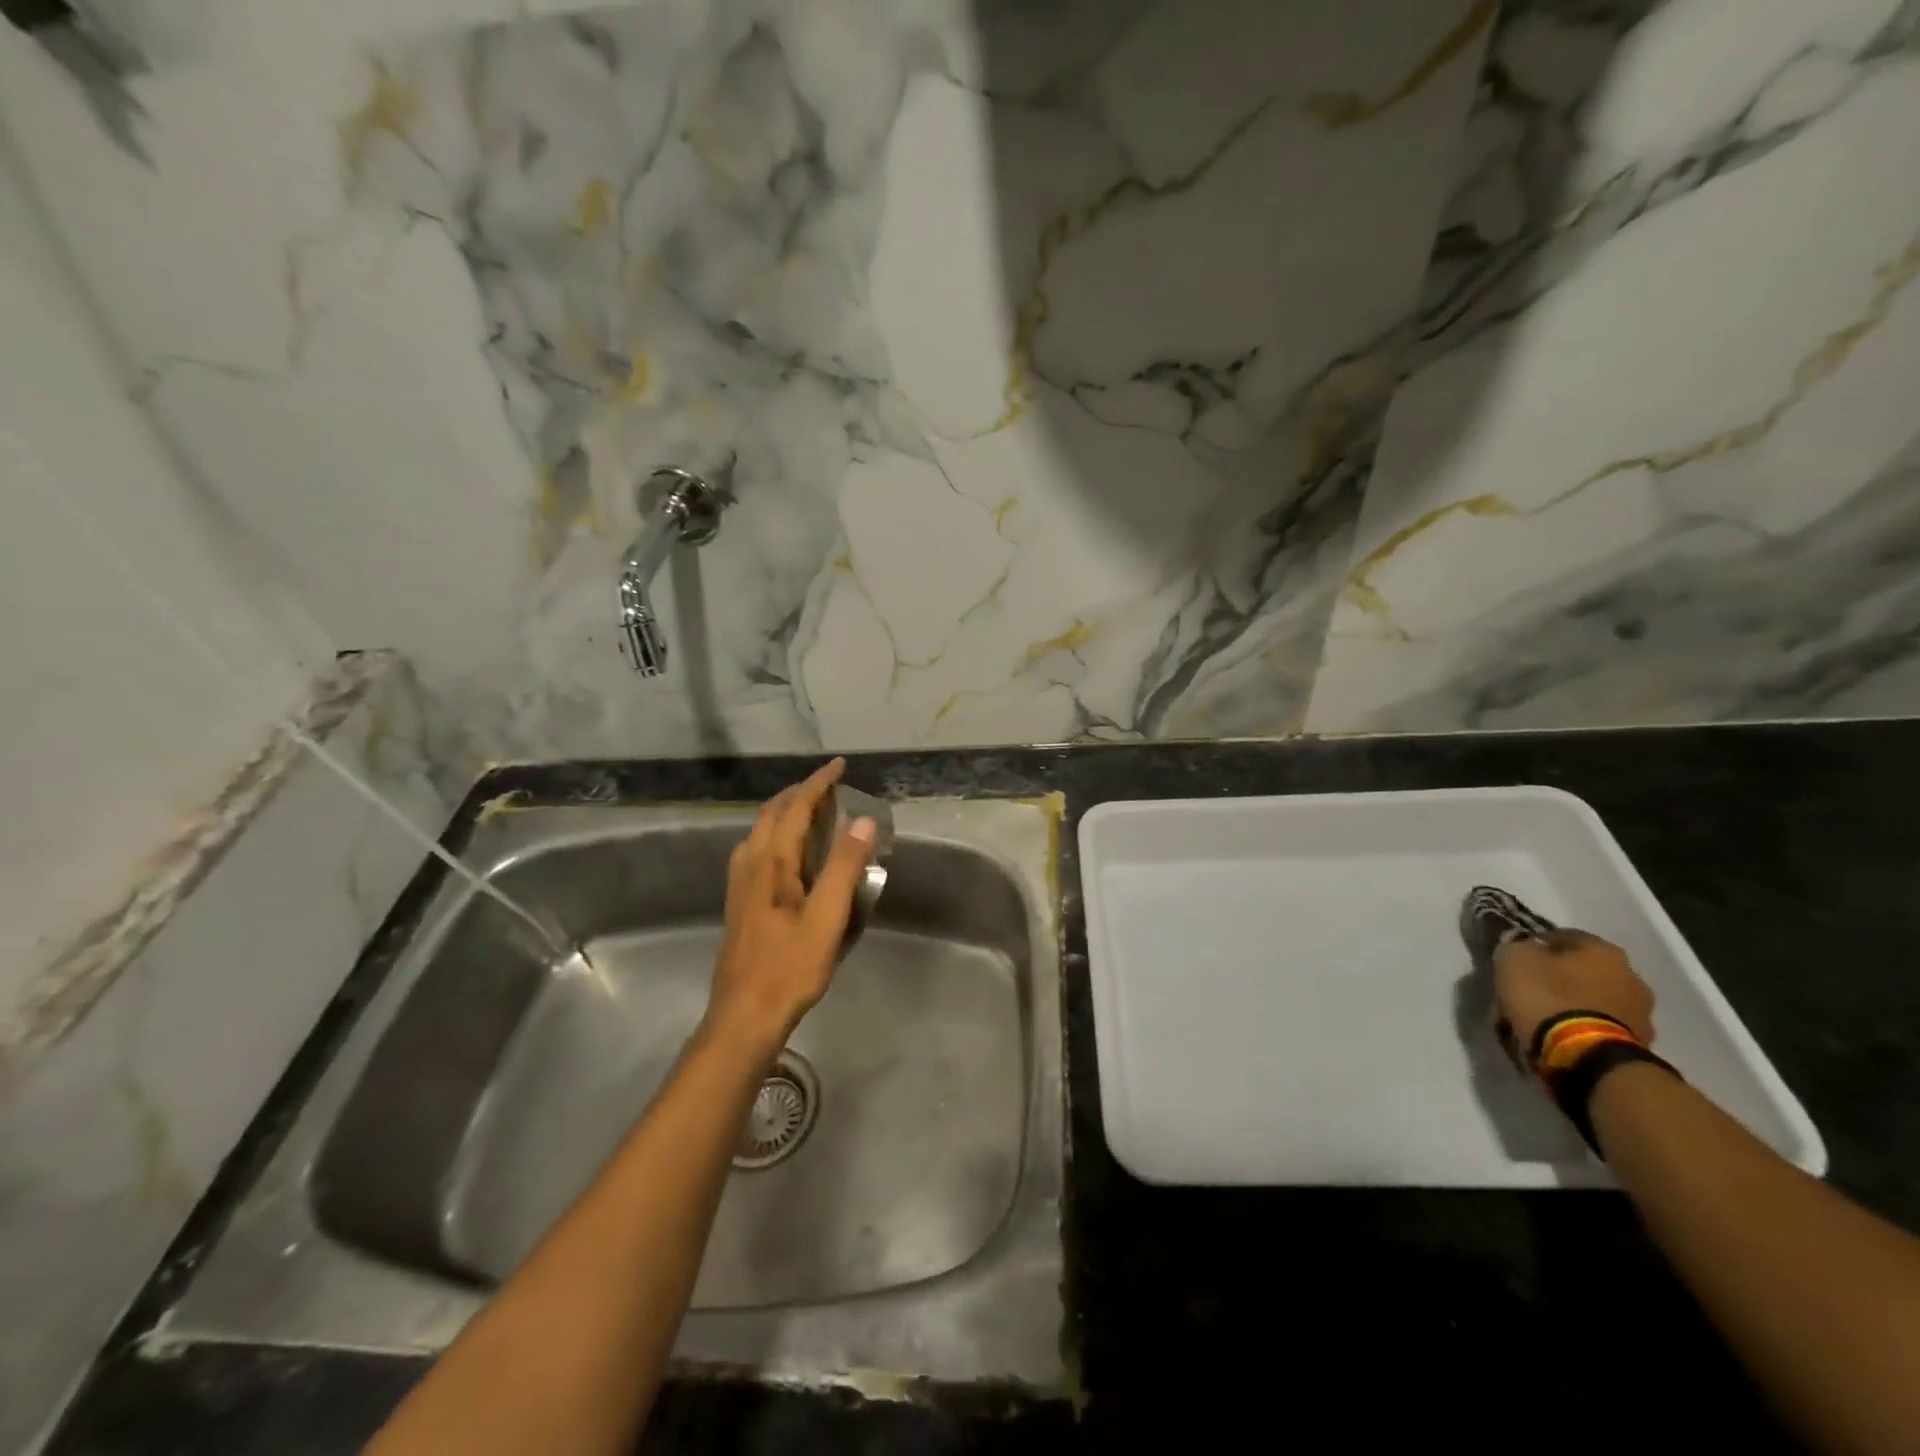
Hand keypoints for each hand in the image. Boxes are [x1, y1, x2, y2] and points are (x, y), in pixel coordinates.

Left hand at [702, 759, 876, 1057]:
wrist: (744, 1015)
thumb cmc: (790, 967)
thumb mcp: (827, 918)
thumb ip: (844, 867)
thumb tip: (863, 821)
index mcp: (771, 863)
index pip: (795, 808)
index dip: (817, 784)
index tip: (839, 766)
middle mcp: (750, 864)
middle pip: (771, 813)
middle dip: (799, 792)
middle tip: (828, 785)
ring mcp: (739, 884)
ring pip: (760, 831)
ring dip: (785, 811)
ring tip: (811, 810)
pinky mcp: (739, 902)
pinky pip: (757, 849)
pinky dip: (776, 833)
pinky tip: (787, 853)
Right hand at [1494, 930, 1656, 1056]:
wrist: (1586, 1056)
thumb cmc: (1548, 997)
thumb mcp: (1514, 959)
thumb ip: (1519, 948)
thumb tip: (1527, 950)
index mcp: (1604, 949)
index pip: (1565, 936)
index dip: (1537, 944)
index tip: (1518, 959)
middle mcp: (1631, 976)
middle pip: (1586, 969)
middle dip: (1562, 976)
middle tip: (1532, 987)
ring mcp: (1641, 1013)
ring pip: (1597, 999)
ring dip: (1576, 1003)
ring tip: (1546, 1015)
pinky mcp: (1639, 1044)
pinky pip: (1602, 1026)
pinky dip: (1584, 1026)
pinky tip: (1561, 1034)